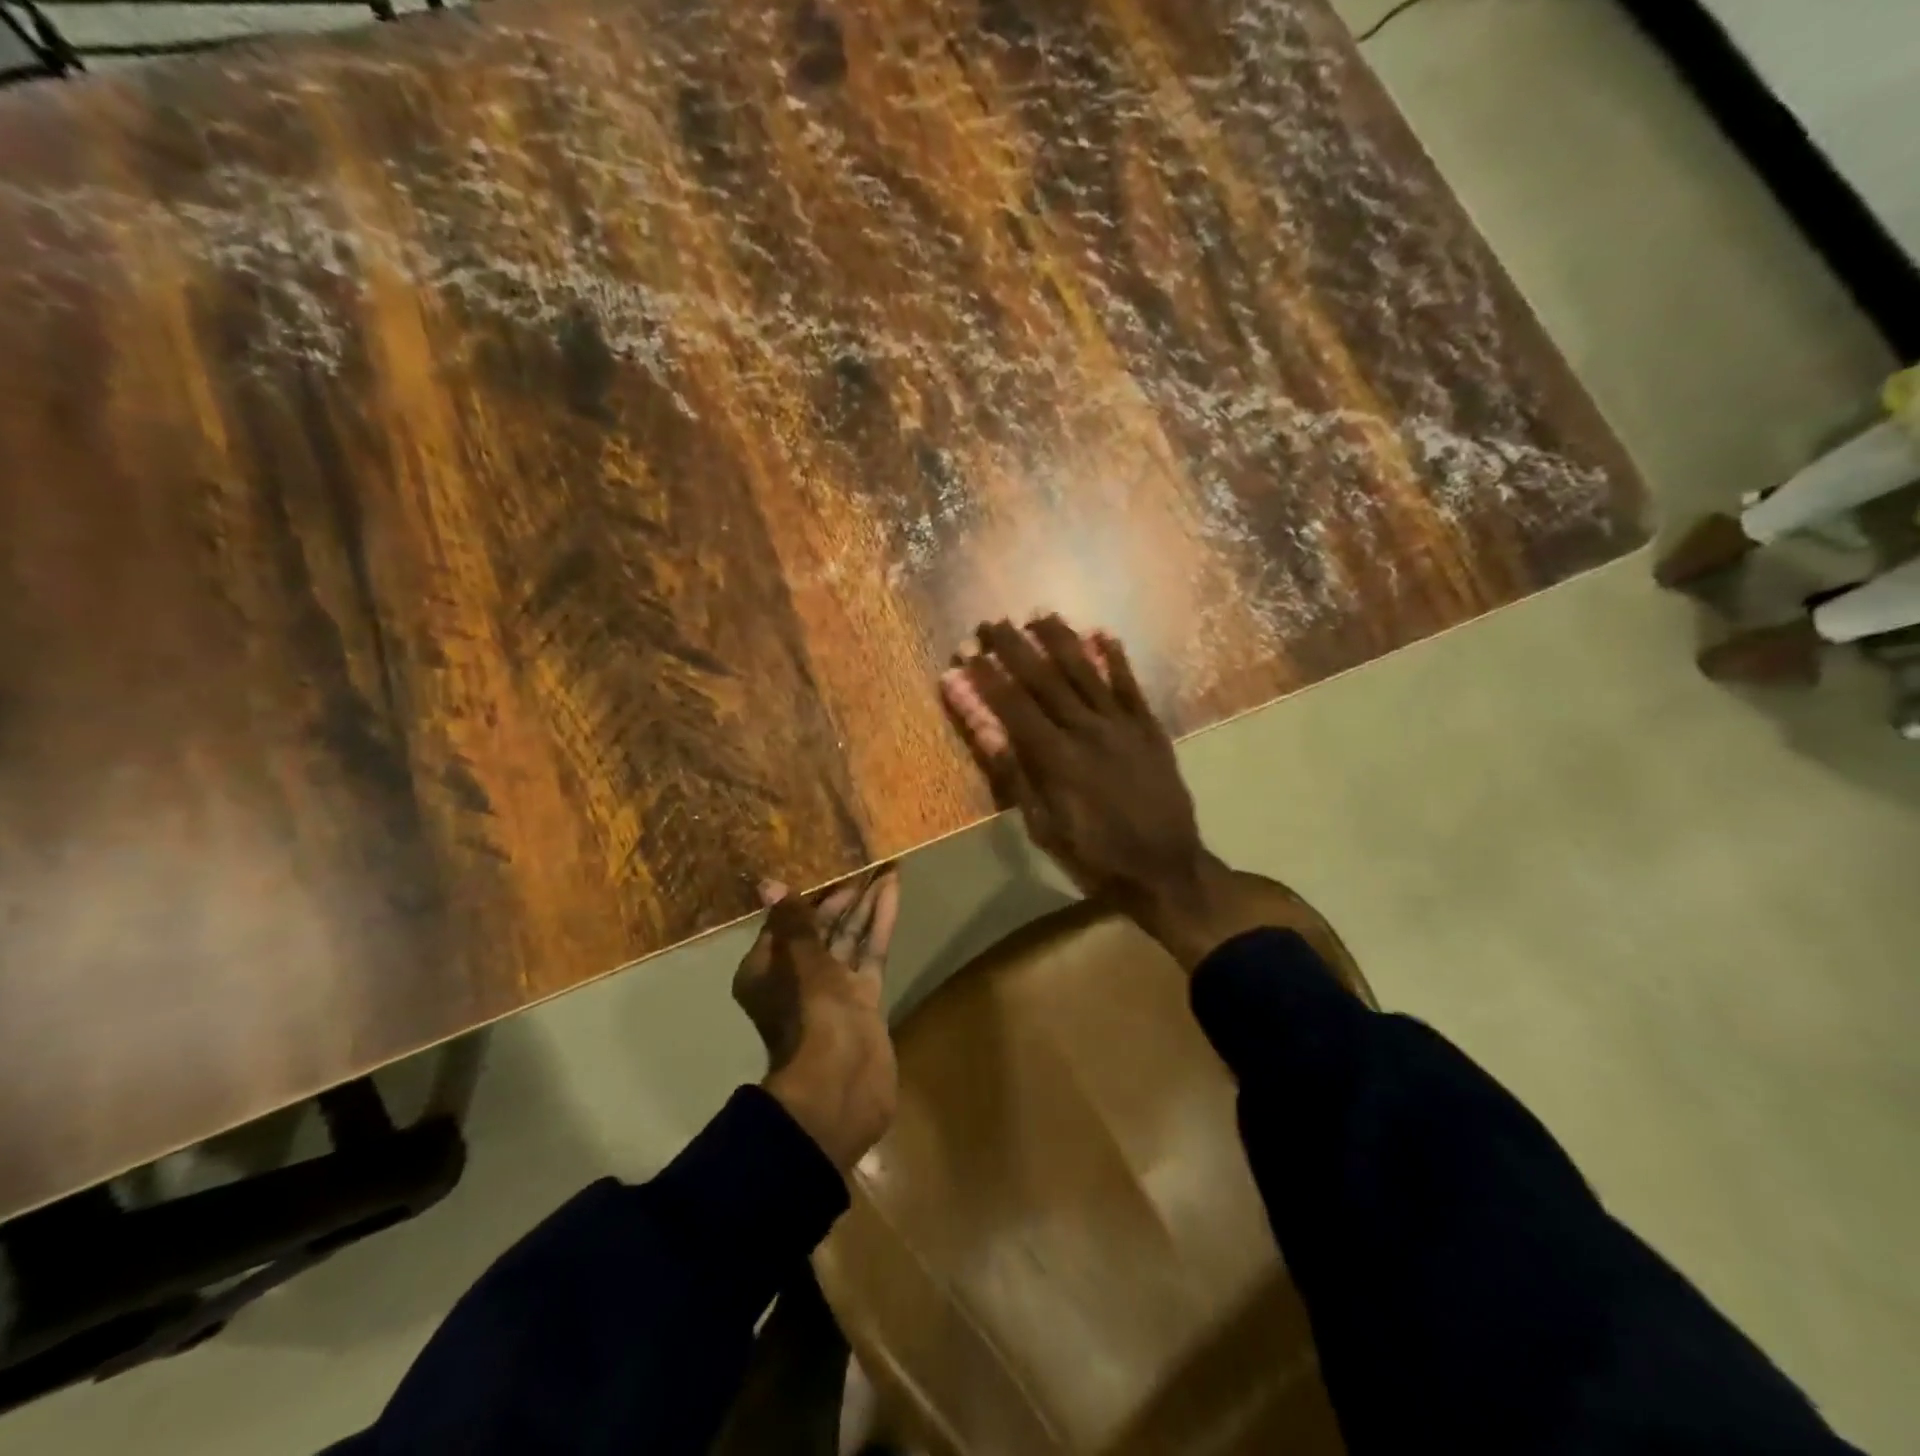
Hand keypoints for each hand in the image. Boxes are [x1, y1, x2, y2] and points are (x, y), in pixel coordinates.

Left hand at [733, 869, 899, 1170]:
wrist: (841, 1083)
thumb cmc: (809, 1014)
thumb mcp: (799, 960)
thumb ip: (792, 921)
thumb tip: (769, 884)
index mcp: (766, 971)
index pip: (786, 921)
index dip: (808, 893)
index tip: (828, 862)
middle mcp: (796, 978)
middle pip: (820, 927)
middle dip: (843, 894)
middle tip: (865, 858)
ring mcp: (833, 990)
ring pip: (849, 937)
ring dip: (865, 903)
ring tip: (885, 866)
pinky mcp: (863, 999)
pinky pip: (870, 952)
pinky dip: (879, 923)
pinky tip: (892, 891)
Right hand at [940, 617, 1258, 970]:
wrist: (1164, 868)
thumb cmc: (1094, 855)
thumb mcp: (1043, 826)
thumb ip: (1014, 774)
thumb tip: (984, 729)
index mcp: (1055, 757)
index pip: (1012, 705)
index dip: (986, 677)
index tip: (966, 653)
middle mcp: (1086, 729)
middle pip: (1043, 678)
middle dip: (1013, 647)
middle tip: (991, 623)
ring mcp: (1121, 724)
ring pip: (1085, 671)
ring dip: (1060, 639)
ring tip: (1038, 614)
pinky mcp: (1148, 728)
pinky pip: (1129, 684)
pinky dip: (1114, 658)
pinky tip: (1101, 633)